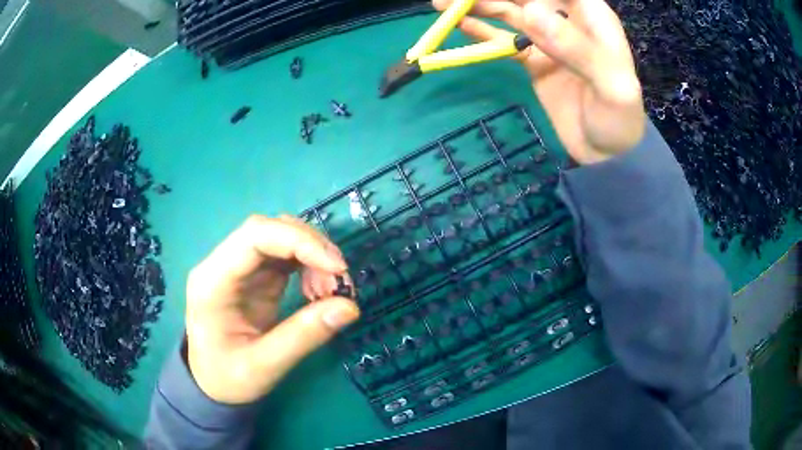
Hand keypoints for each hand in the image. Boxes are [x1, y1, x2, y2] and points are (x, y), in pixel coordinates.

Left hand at [185, 215, 359, 404]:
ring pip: (280, 238)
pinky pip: (285, 256)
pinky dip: (309, 267)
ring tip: (331, 292)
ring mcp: (239, 268)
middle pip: (269, 229)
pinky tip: (319, 292)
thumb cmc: (227, 378)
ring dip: (313, 257)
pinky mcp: (253, 276)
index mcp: (212, 282)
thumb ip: (303, 336)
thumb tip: (350, 307)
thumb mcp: (264, 366)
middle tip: (341, 281)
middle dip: (311, 247)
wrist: (211, 383)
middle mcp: (222, 264)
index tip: (337, 268)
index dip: (299, 241)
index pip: (254, 236)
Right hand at [433, 0, 646, 163]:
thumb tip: (530, 11)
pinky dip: (483, 31)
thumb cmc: (619, 120)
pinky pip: (504, 40)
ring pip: (511, 12)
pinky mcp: (533, 59)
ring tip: (443, 4)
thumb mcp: (611, 86)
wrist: (607, 155)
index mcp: (592, 17)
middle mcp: (567, 20)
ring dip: (481, 5)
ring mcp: (548, 39)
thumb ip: (577, 48)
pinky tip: (461, 24)